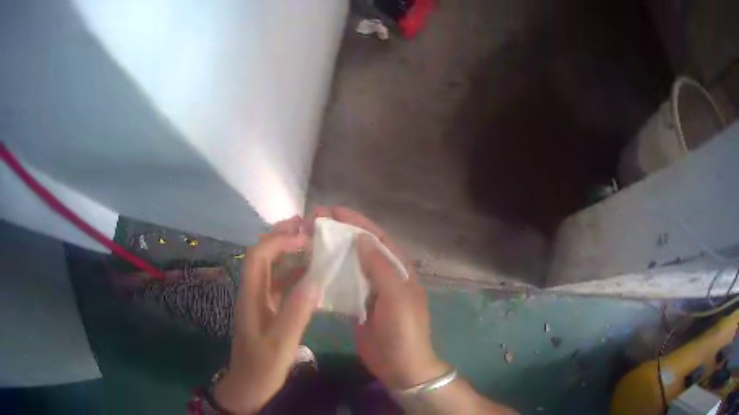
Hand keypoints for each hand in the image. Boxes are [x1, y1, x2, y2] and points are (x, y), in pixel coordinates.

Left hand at [214, 216, 320, 413]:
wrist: (249, 385)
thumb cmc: (262, 366)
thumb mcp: (281, 343)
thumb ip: (296, 312)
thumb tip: (316, 280)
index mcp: (250, 295)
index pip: (258, 256)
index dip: (279, 241)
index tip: (305, 237)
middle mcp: (253, 292)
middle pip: (262, 255)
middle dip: (281, 237)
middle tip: (306, 226)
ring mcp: (260, 301)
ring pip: (272, 268)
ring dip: (289, 253)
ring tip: (313, 243)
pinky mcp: (268, 311)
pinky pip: (281, 285)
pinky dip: (295, 274)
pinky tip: (312, 276)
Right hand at [311, 206, 448, 389]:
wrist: (401, 367)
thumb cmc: (403, 332)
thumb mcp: (396, 299)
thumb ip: (380, 268)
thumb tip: (362, 238)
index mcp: (398, 269)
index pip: (377, 237)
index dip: (356, 221)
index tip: (332, 210)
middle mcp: (385, 275)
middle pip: (361, 247)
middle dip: (340, 232)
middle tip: (313, 222)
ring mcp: (370, 291)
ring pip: (350, 264)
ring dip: (332, 251)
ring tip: (308, 240)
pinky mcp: (358, 305)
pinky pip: (343, 284)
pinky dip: (329, 274)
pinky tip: (312, 269)